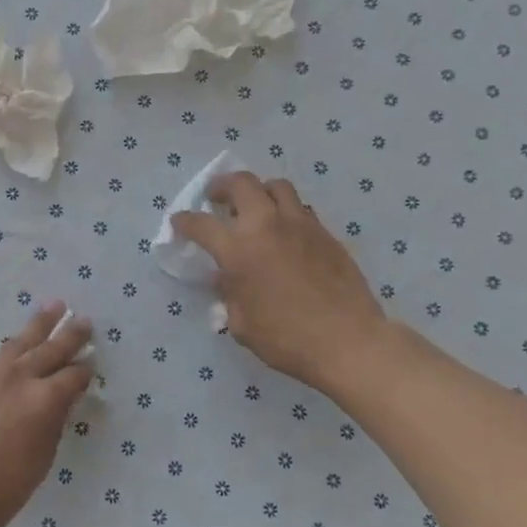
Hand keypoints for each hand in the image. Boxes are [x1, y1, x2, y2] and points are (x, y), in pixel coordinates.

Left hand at [0, 303, 92, 526]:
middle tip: (84, 320)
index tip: (90, 365)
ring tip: (53, 307)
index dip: (85, 371)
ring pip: (18, 343)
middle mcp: (18, 378)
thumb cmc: (4, 489)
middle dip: (70, 334)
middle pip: (50, 348)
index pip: (73, 376)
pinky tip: (9, 360)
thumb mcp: (42, 457)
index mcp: (45, 399)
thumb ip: (53, 421)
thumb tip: (60, 400)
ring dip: (38, 325)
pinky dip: (4, 361)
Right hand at [170, 172, 391, 397]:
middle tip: (217, 197)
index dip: (185, 221)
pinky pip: (301, 209)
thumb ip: (229, 294)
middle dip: (223, 186)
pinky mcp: (326, 233)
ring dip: (259, 191)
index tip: (179, 221)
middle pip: (242, 184)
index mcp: (239, 251)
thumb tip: (225, 278)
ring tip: (254, 206)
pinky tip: (284, 231)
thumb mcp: (242, 323)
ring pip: (276, 187)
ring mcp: (301, 225)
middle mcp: (267, 227)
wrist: (348, 341)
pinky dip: (286, 211)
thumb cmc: (287, 339)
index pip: (202, 224)